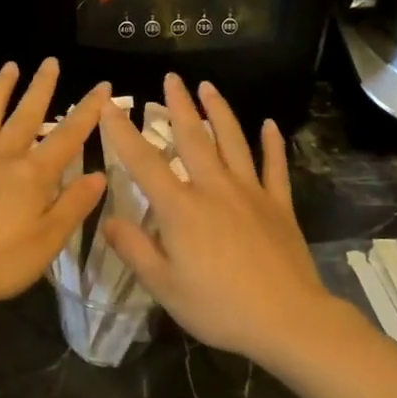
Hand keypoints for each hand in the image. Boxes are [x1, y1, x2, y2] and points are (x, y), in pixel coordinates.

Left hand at [0, 60, 109, 308]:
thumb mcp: (48, 241)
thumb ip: (74, 205)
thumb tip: (99, 174)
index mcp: (32, 174)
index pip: (68, 136)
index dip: (87, 111)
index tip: (101, 86)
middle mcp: (1, 155)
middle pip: (26, 115)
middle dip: (42, 87)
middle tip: (51, 61)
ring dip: (0, 90)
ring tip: (10, 66)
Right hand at [98, 75, 331, 361]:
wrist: (288, 320)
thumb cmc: (219, 307)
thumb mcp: (164, 287)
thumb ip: (134, 249)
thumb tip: (108, 219)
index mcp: (181, 208)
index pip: (144, 162)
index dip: (123, 132)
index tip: (110, 105)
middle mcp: (214, 188)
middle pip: (193, 137)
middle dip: (179, 105)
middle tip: (171, 77)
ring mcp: (250, 192)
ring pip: (232, 141)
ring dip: (219, 111)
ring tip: (208, 86)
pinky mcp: (278, 204)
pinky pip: (275, 167)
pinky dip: (272, 144)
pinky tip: (270, 125)